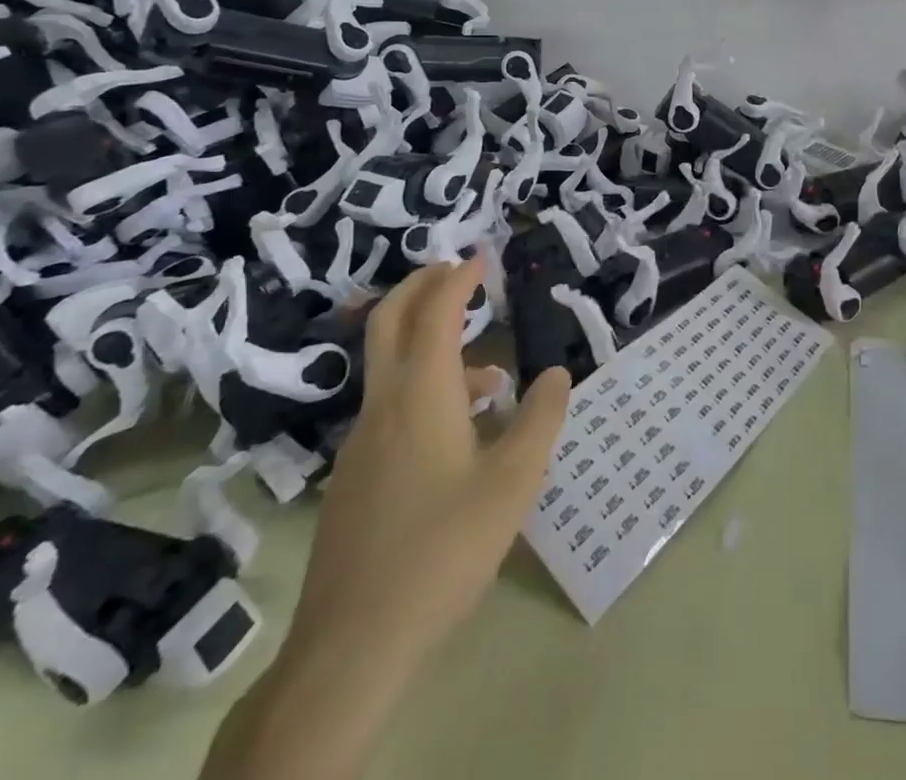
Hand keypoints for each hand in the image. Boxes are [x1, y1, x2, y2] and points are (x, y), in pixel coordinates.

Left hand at [284, 259, 571, 679]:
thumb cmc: (443, 548)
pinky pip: (390, 409)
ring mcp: (360, 444)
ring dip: (430, 347)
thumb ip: (540, 418)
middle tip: (455, 270)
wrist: (351, 646)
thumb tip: (554, 374)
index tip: (482, 258)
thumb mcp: (514, 481)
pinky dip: (424, 391)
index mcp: (422, 395)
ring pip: (391, 370)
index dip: (458, 278)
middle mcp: (384, 406)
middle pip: (388, 322)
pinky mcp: (353, 479)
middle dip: (420, 286)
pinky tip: (460, 438)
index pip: (435, 312)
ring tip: (489, 375)